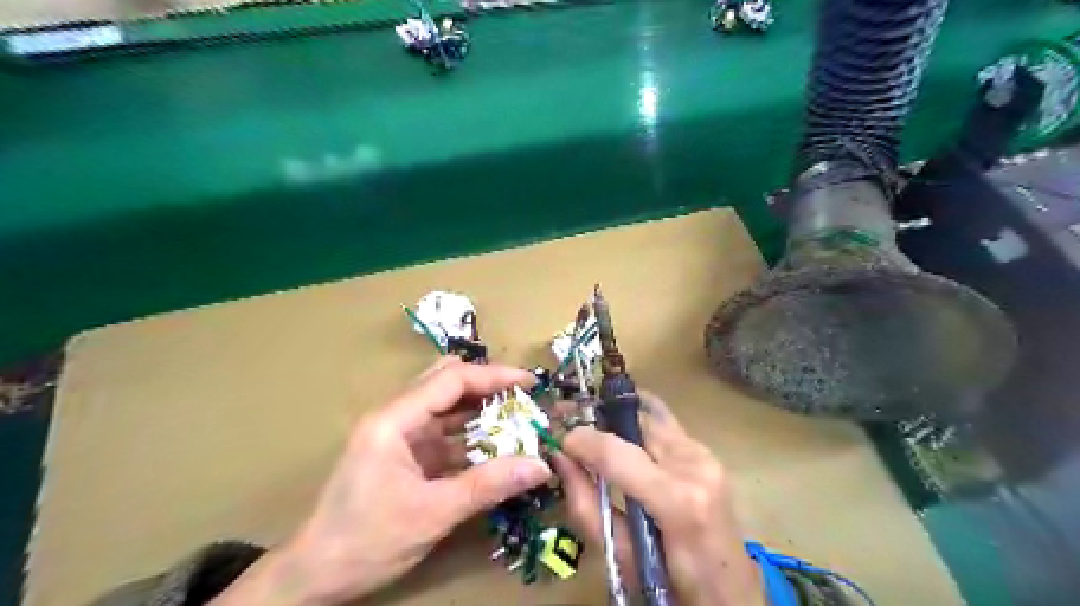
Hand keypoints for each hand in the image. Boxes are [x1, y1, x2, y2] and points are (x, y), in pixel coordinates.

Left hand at [210, 360, 551, 605]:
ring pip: (447, 409)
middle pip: (447, 384)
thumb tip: (540, 466)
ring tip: (518, 419)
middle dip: (487, 387)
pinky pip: (445, 435)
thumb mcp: (433, 513)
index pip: (450, 380)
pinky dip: (471, 437)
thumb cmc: (367, 540)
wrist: (315, 577)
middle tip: (524, 398)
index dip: (493, 376)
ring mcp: (400, 437)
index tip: (529, 383)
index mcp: (393, 420)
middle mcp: (396, 418)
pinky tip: (496, 447)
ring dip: (481, 412)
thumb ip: (488, 485)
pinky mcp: (405, 455)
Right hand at [553, 393, 763, 605]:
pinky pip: (664, 426)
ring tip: (596, 431)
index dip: (582, 440)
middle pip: (636, 422)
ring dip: (620, 421)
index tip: (561, 441)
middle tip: (574, 427)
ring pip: (650, 416)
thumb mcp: (621, 556)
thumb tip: (561, 460)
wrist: (730, 591)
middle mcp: (695, 466)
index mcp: (678, 501)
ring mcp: (706, 455)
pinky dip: (638, 427)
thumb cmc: (672, 585)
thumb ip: (587, 506)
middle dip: (600, 419)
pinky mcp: (708, 453)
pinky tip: (624, 437)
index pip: (617, 452)